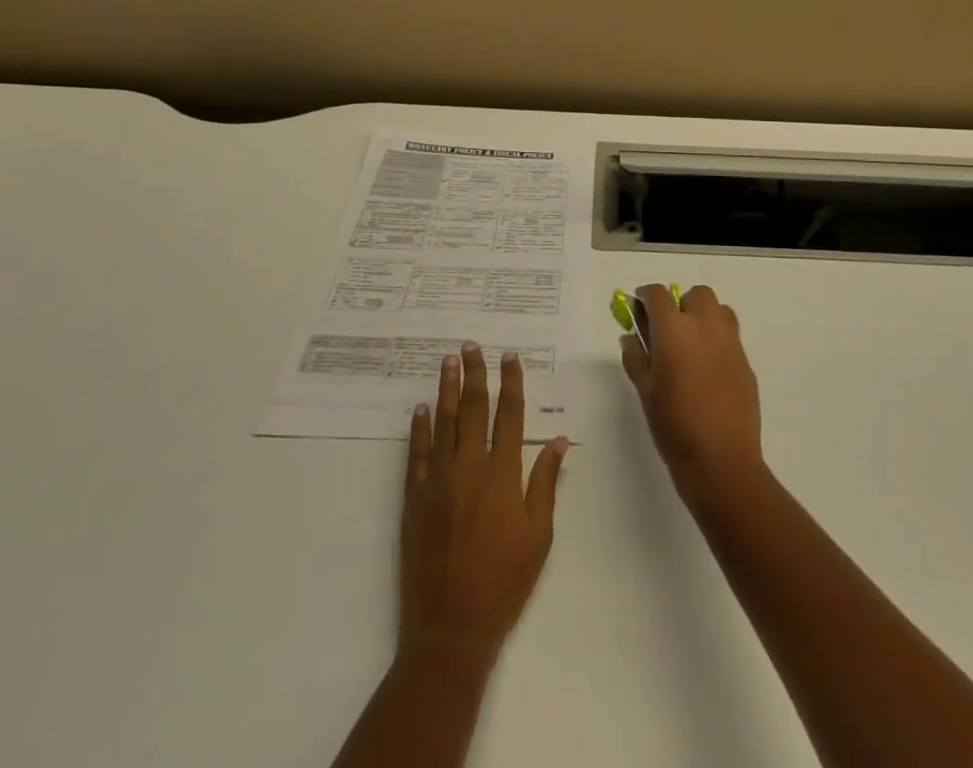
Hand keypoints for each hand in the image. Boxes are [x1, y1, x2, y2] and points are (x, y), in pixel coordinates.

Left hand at [399, 345, 567, 665]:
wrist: (451, 627)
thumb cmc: (504, 582)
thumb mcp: (539, 536)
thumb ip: (545, 483)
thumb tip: (558, 440)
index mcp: (503, 474)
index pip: (509, 415)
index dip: (511, 383)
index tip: (510, 357)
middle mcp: (470, 467)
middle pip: (474, 409)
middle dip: (475, 374)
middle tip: (471, 346)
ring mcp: (438, 480)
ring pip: (444, 422)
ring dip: (447, 389)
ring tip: (448, 361)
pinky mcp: (414, 497)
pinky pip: (417, 453)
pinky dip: (419, 428)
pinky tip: (421, 409)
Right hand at [620, 284, 764, 507]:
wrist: (721, 460)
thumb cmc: (674, 425)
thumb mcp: (645, 390)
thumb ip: (636, 357)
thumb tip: (630, 336)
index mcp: (674, 328)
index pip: (658, 294)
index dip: (645, 297)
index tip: (638, 308)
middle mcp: (705, 325)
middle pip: (695, 295)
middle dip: (680, 304)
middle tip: (668, 331)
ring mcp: (730, 341)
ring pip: (718, 309)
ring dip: (703, 316)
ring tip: (691, 345)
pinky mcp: (746, 360)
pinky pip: (730, 335)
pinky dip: (717, 338)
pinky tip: (707, 368)